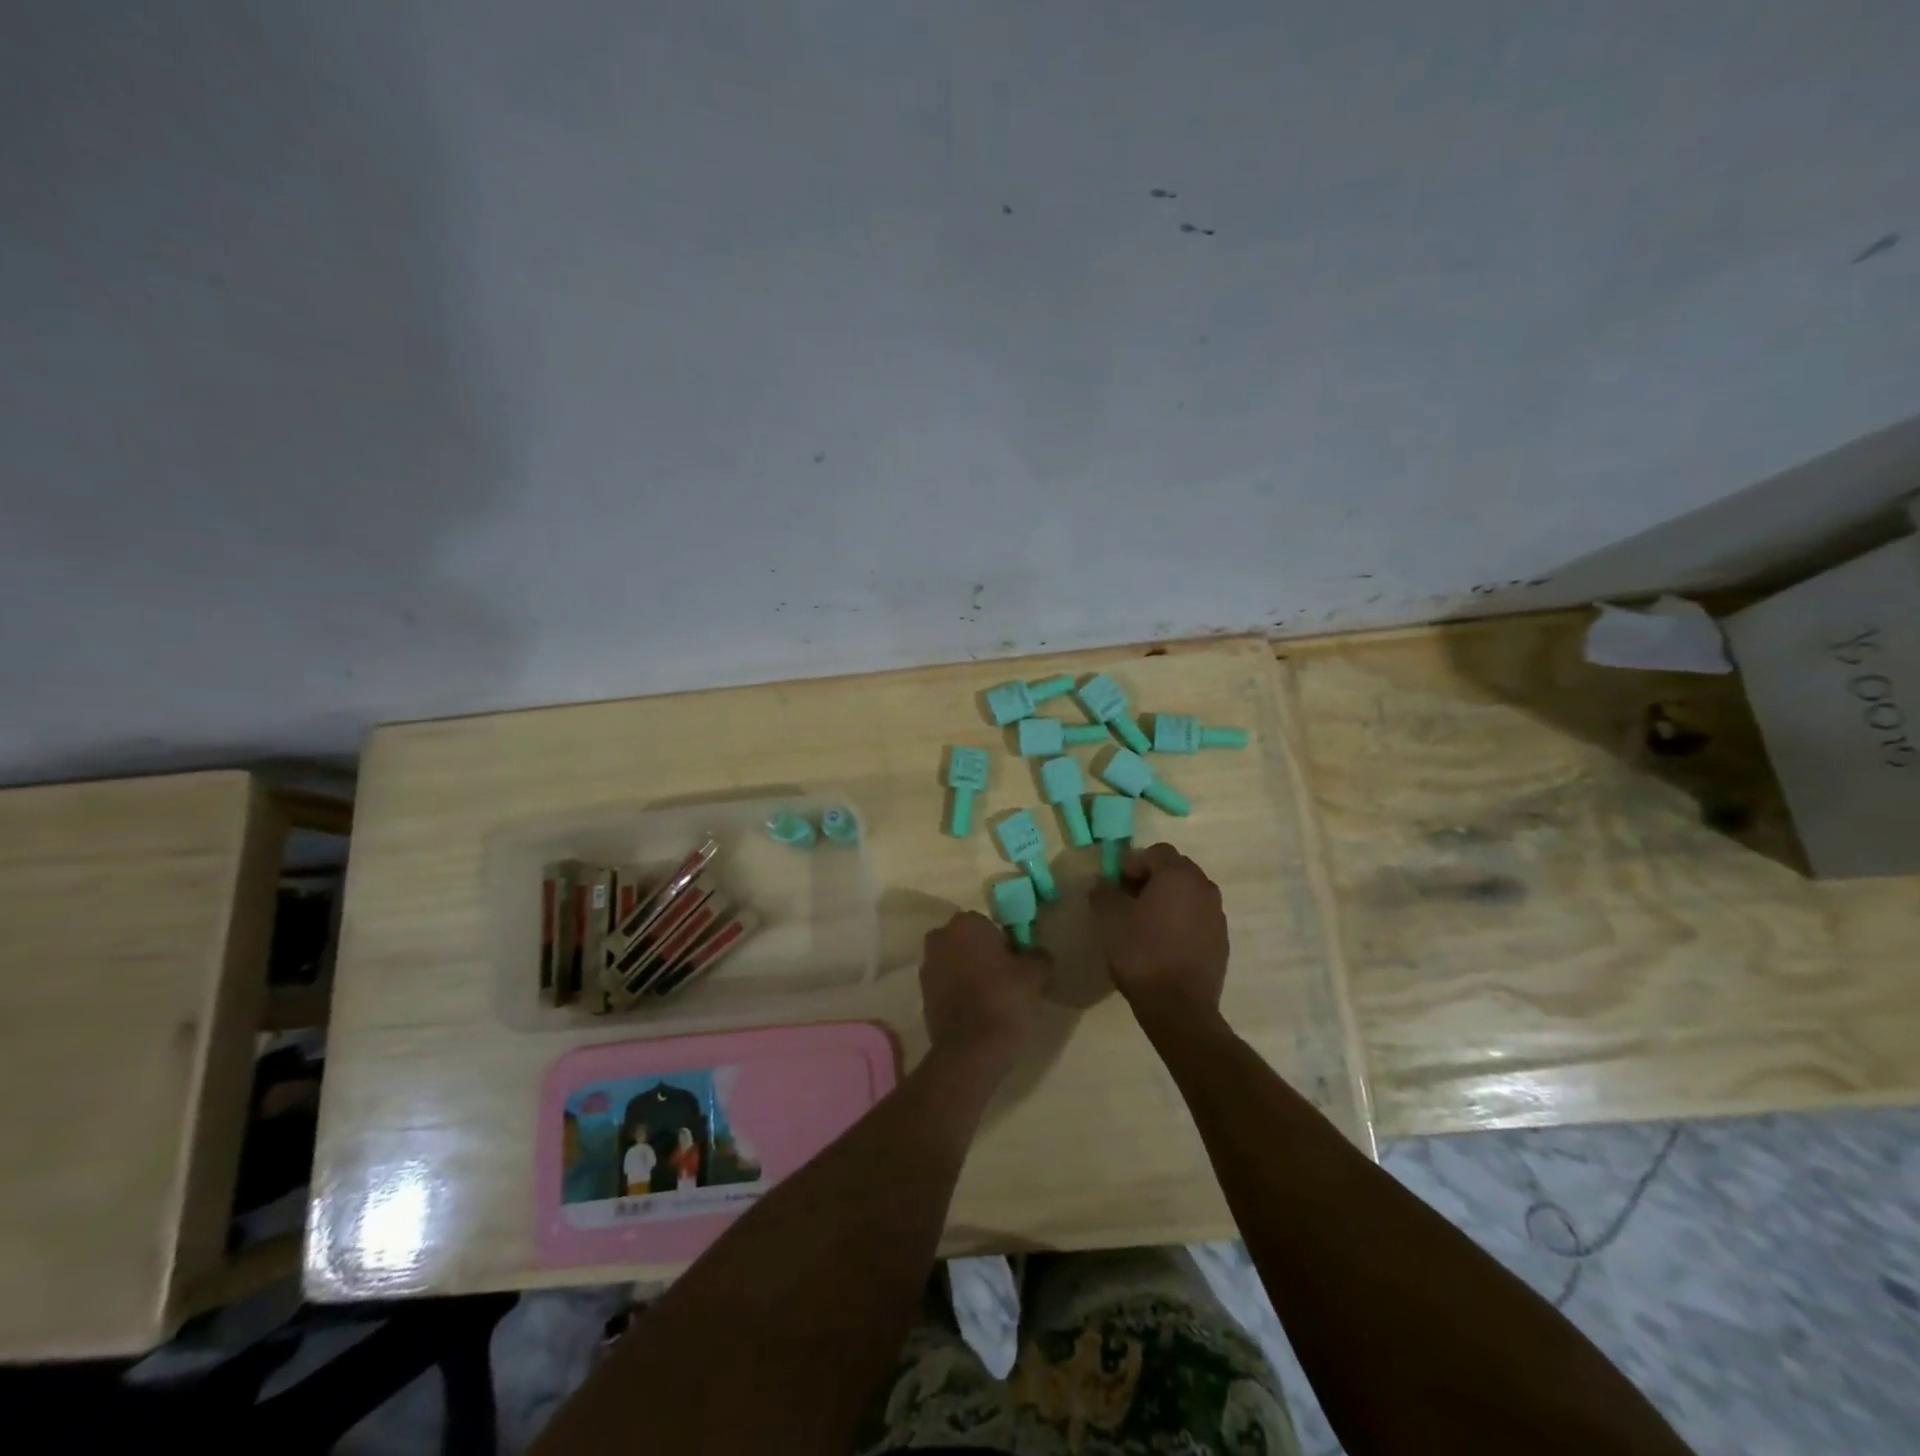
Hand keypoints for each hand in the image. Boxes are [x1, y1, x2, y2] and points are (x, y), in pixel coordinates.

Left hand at [920, 911, 1047, 1067]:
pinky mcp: (922, 993)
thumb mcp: (1035, 974)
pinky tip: (977, 1010)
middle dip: (982, 953)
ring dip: (969, 972)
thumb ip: (1038, 955)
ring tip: (992, 996)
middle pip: (968, 941)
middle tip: (1005, 977)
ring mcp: (927, 965)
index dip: (1004, 942)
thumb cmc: (1004, 1000)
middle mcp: (940, 937)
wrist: (971, 1049)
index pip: (988, 924)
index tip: (1016, 962)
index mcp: (966, 923)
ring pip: (955, 961)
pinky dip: (959, 991)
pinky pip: (946, 983)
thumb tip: (1037, 953)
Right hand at [1090, 843, 1227, 1027]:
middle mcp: (1204, 887)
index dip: (1133, 863)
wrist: (1179, 1006)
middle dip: (1152, 878)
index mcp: (1178, 875)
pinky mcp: (1221, 939)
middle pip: (1176, 869)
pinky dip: (1182, 920)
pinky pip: (1199, 917)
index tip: (1118, 885)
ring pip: (1189, 893)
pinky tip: (1165, 943)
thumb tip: (1100, 881)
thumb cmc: (1141, 954)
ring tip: (1147, 923)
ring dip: (1168, 899)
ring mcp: (1217, 914)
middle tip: (1130, 901)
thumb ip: (1103, 893)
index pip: (1156, 852)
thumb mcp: (1110, 920)